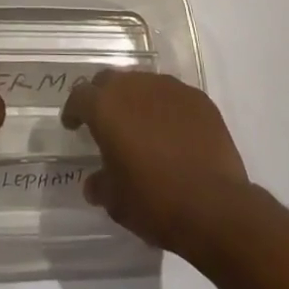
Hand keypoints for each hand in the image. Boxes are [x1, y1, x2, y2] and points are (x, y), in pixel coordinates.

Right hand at [62, 70, 249, 256]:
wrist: (215, 206)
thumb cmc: (155, 202)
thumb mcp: (116, 202)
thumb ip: (101, 185)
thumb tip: (94, 182)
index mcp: (107, 107)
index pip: (80, 96)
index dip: (74, 110)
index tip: (73, 124)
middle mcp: (135, 86)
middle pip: (111, 81)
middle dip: (104, 98)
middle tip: (106, 121)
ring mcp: (169, 88)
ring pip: (144, 84)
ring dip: (137, 101)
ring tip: (142, 127)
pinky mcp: (198, 98)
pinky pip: (173, 97)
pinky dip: (167, 109)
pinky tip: (174, 134)